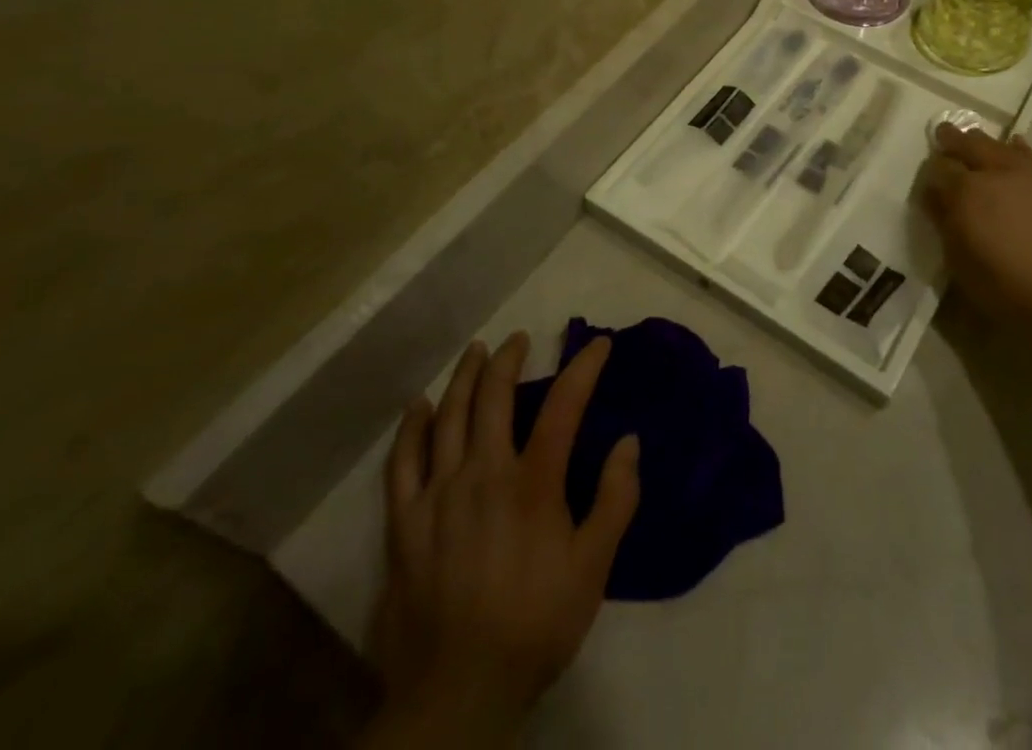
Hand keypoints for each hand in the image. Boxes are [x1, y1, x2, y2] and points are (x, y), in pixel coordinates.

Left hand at [367, 333, 640, 746]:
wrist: (458, 692)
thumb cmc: (535, 624)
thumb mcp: (593, 568)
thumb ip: (616, 500)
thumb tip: (628, 442)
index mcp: (533, 483)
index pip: (564, 405)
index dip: (583, 368)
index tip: (598, 345)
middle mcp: (484, 474)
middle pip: (494, 397)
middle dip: (509, 359)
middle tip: (519, 339)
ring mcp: (438, 495)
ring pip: (448, 417)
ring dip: (464, 377)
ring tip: (476, 351)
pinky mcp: (404, 523)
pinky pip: (403, 462)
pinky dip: (411, 428)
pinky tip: (417, 406)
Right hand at [919, 125, 1031, 325]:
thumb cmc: (1004, 286)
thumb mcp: (959, 261)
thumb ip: (943, 222)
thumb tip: (933, 196)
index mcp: (964, 192)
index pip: (938, 168)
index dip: (930, 171)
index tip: (927, 179)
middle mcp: (992, 172)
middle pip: (966, 144)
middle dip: (951, 139)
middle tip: (943, 136)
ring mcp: (1025, 173)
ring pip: (996, 144)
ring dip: (980, 142)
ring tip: (973, 141)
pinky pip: (1027, 154)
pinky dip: (1014, 148)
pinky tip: (1012, 147)